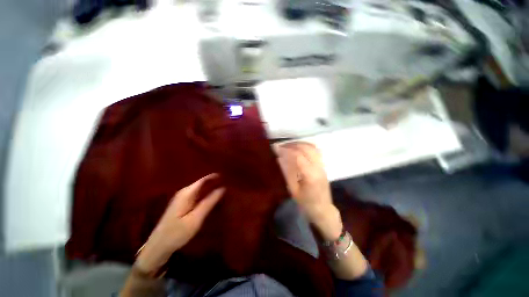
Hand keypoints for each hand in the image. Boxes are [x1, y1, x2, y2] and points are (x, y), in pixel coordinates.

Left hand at [136, 174, 224, 272]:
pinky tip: (212, 198)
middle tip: (228, 183)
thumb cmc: (177, 233)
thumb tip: (222, 188)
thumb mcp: (195, 218)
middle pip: (201, 183)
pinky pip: (197, 195)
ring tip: (223, 189)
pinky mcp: (182, 205)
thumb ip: (209, 202)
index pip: (203, 180)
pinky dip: (205, 195)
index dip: (215, 177)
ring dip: (210, 188)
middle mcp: (184, 193)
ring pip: (199, 189)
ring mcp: (182, 199)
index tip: (227, 176)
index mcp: (186, 193)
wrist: (158, 247)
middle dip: (214, 182)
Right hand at [276, 142, 342, 240]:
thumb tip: (279, 158)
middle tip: (281, 146)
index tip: (276, 148)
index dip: (286, 150)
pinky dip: (305, 146)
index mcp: (310, 175)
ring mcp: (322, 165)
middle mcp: (318, 167)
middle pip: (306, 148)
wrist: (323, 210)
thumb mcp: (293, 190)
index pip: (298, 156)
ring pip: (312, 147)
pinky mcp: (323, 165)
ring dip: (299, 144)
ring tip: (288, 146)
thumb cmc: (306, 203)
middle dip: (292, 145)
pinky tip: (298, 149)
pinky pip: (315, 151)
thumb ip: (287, 172)